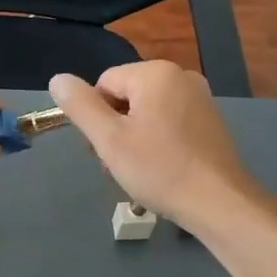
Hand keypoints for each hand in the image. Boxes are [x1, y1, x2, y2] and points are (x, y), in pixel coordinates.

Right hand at [49, 62, 262, 231]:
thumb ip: (80, 106)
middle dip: (115, 128)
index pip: (104, 84)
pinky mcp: (210, 121)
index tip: (104, 149)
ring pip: (147, 112)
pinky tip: (162, 169)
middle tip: (120, 165)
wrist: (219, 203)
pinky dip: (158, 142)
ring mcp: (200, 98)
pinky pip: (170, 122)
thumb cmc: (159, 169)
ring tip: (141, 171)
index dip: (96, 118)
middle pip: (126, 96)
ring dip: (134, 138)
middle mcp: (180, 76)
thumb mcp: (109, 139)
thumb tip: (57, 79)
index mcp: (155, 73)